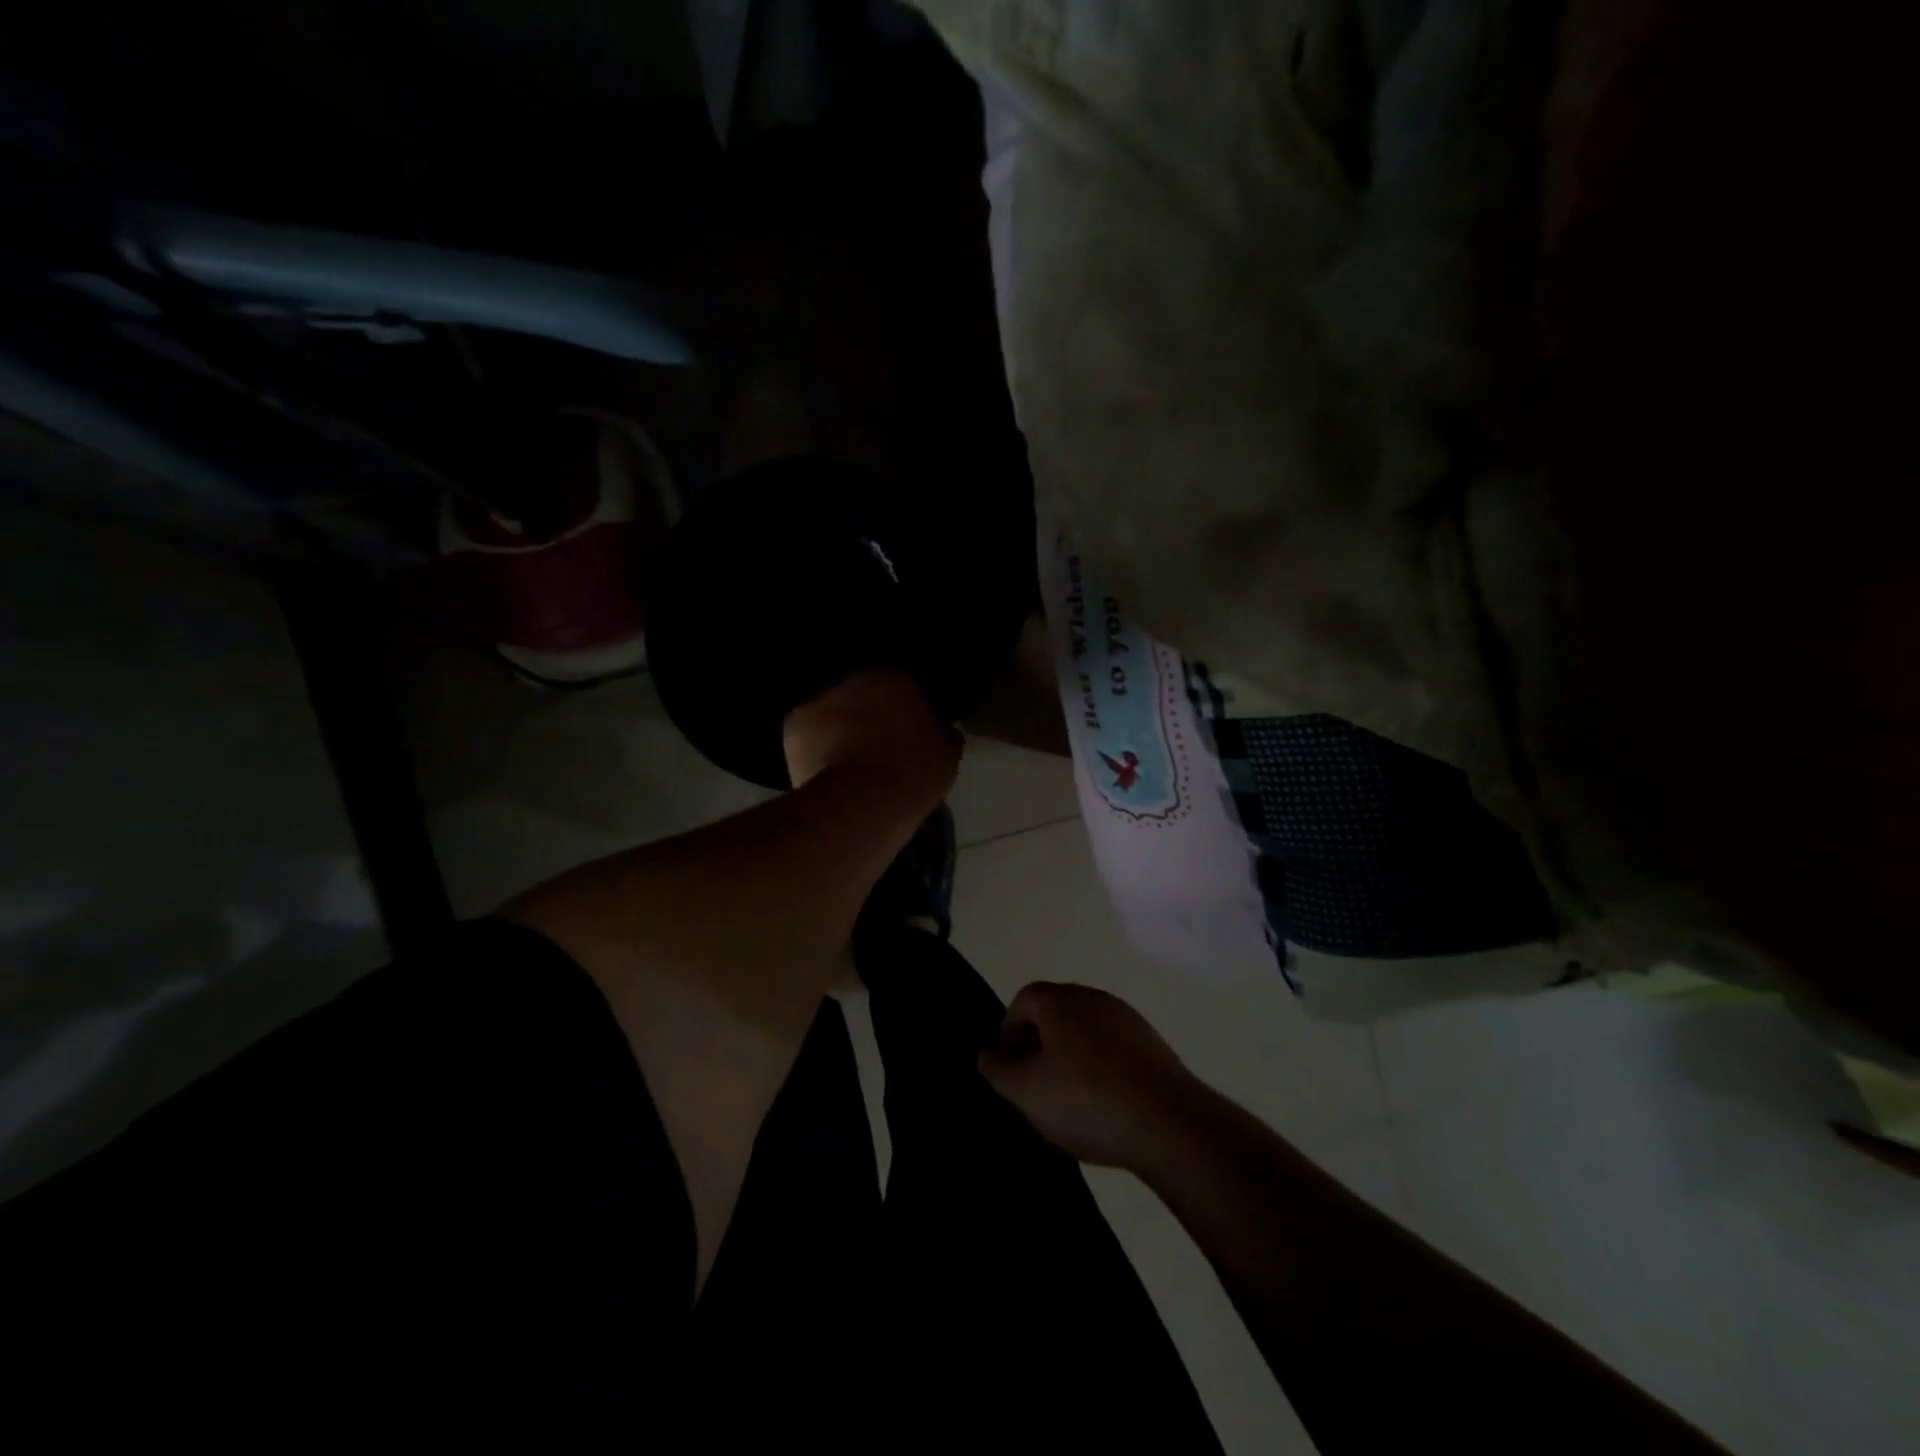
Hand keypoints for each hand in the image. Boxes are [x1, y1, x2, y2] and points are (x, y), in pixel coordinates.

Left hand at [782, 670, 961, 802]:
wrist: (863, 800)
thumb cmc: (914, 775)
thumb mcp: (947, 756)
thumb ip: (943, 734)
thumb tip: (943, 730)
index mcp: (902, 678)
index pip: (908, 680)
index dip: (910, 703)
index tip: (914, 724)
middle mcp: (860, 677)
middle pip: (866, 689)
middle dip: (873, 709)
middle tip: (880, 739)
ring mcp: (824, 697)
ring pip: (835, 707)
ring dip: (842, 723)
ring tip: (849, 755)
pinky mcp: (796, 721)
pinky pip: (808, 729)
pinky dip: (814, 742)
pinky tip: (824, 765)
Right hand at [979, 982, 1201, 1170]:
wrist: (1169, 1123)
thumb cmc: (1087, 1101)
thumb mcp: (1027, 1093)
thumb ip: (999, 1072)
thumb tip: (987, 1055)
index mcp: (1060, 1001)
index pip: (1023, 999)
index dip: (1007, 1030)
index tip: (1005, 1066)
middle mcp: (1093, 998)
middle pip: (1054, 1010)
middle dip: (1036, 1040)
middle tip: (1030, 1080)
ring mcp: (1127, 1018)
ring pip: (1084, 1028)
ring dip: (1068, 1053)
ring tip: (1065, 1095)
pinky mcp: (1152, 1043)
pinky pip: (1111, 1046)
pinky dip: (1097, 1064)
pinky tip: (1100, 1100)